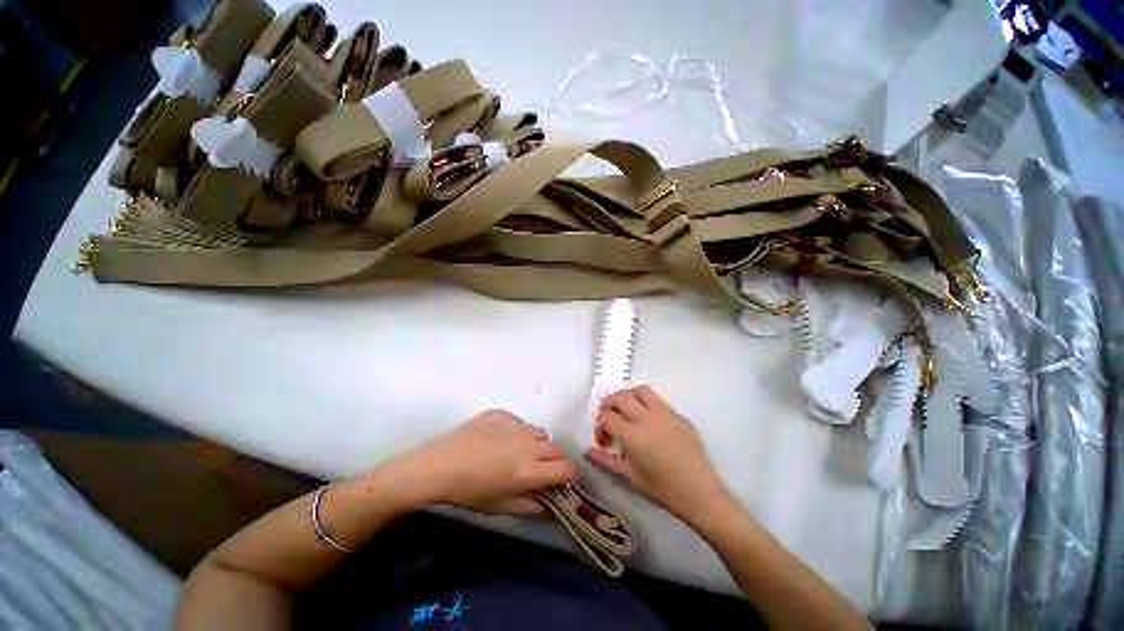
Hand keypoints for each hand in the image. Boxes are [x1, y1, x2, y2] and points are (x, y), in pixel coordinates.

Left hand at [402, 410, 577, 515]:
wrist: (439, 465)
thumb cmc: (469, 492)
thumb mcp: (500, 507)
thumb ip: (530, 506)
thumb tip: (549, 505)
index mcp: (529, 471)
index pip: (566, 469)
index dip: (569, 475)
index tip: (564, 479)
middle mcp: (528, 445)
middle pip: (557, 448)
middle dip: (555, 459)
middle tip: (540, 467)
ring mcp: (515, 426)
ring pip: (539, 432)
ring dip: (536, 444)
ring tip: (517, 451)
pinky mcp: (502, 414)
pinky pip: (519, 422)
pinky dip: (516, 431)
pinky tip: (498, 439)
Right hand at [585, 386, 732, 523]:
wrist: (701, 494)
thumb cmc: (663, 489)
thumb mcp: (630, 477)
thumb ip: (605, 461)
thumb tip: (586, 452)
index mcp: (633, 434)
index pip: (607, 416)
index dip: (599, 425)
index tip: (603, 440)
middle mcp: (647, 417)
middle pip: (620, 396)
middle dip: (608, 404)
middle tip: (609, 420)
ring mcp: (665, 413)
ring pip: (640, 390)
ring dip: (627, 397)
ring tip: (626, 413)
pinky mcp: (679, 415)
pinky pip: (657, 400)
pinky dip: (645, 404)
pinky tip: (648, 423)